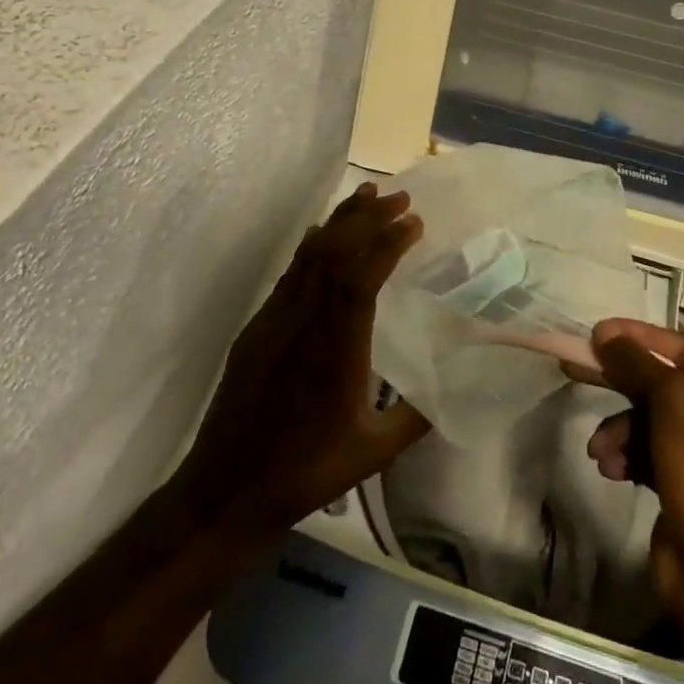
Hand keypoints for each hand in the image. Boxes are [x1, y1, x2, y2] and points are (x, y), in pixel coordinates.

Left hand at [173, 184, 429, 539]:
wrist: (226, 488)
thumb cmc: (306, 471)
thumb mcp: (373, 451)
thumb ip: (417, 416)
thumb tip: (456, 386)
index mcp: (335, 350)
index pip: (359, 279)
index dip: (386, 243)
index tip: (414, 221)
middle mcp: (302, 324)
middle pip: (333, 254)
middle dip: (367, 218)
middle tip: (399, 196)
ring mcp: (274, 321)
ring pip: (309, 256)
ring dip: (340, 222)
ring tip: (368, 195)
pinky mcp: (257, 326)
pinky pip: (290, 272)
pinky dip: (313, 245)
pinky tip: (325, 234)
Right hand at [573, 318, 683, 581]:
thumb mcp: (674, 405)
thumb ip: (638, 363)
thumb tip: (607, 333)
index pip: (681, 346)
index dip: (637, 335)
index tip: (596, 330)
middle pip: (661, 382)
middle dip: (619, 382)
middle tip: (574, 367)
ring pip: (648, 418)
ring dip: (619, 429)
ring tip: (600, 451)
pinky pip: (648, 450)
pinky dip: (627, 454)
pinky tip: (610, 469)